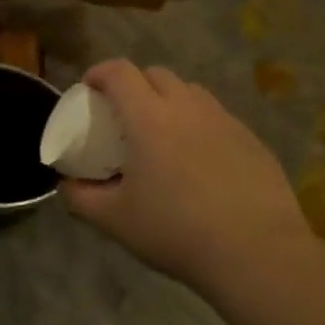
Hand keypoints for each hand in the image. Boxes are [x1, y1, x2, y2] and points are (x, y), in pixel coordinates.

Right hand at [62, 60, 312, 290]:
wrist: (257, 253)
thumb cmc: (176, 230)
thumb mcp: (114, 220)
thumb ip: (81, 197)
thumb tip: (68, 184)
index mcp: (148, 117)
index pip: (119, 72)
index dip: (99, 72)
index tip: (88, 89)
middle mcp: (187, 108)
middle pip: (156, 74)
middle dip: (134, 84)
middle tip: (124, 115)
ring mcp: (224, 121)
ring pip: (191, 92)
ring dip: (169, 101)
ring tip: (162, 134)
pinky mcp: (252, 141)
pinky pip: (217, 118)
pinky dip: (199, 126)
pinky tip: (199, 162)